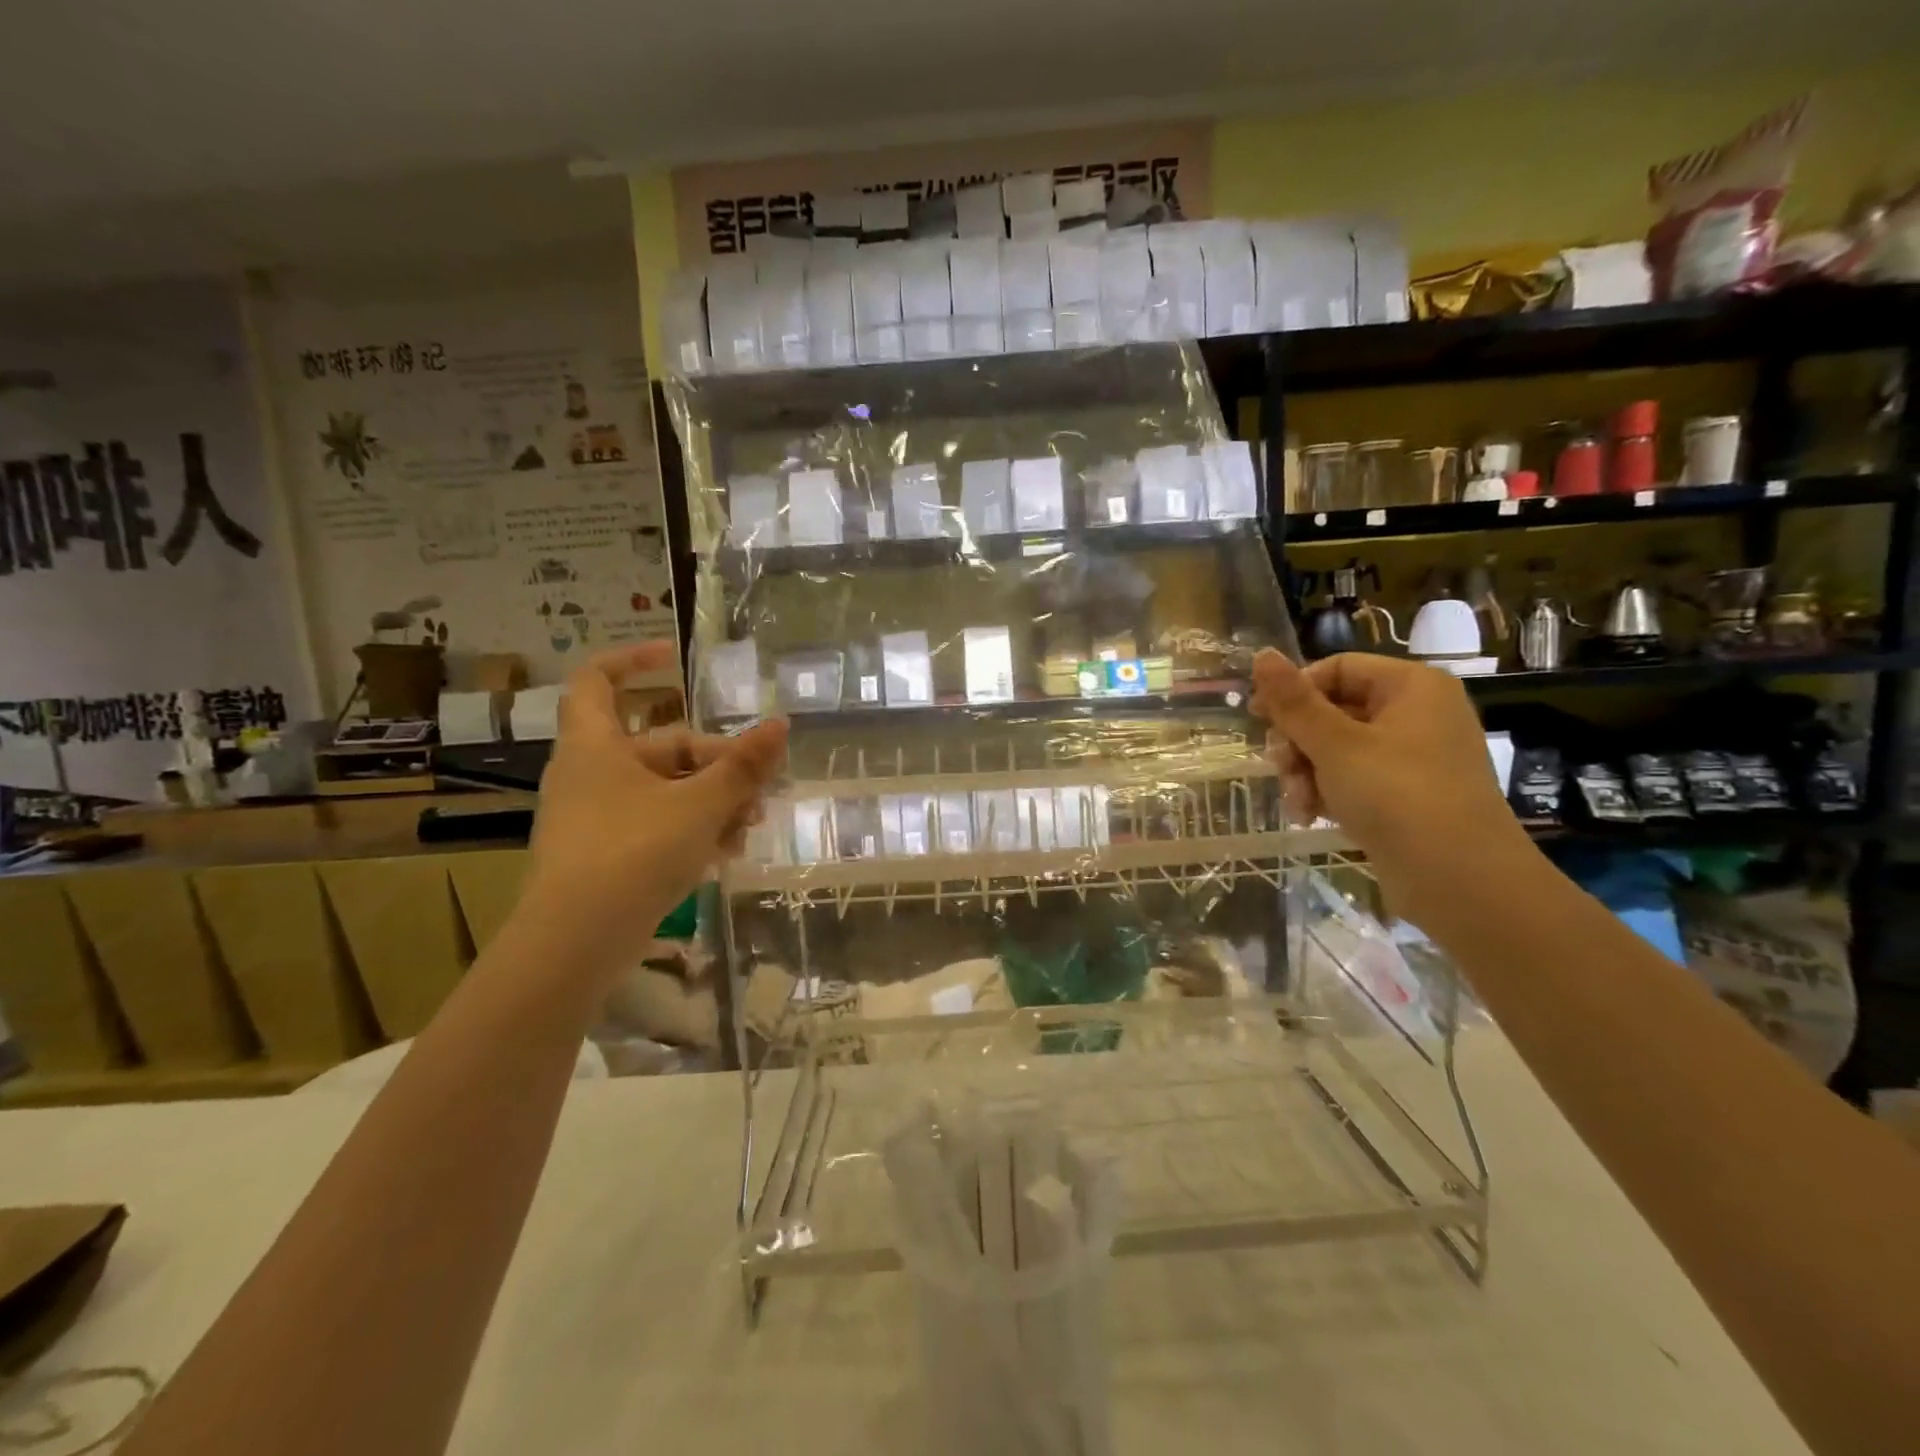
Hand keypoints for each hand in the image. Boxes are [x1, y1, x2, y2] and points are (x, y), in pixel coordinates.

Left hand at [522, 642, 786, 956]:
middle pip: (662, 747)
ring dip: (713, 802)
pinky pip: (658, 825)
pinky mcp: (608, 854)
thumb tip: (780, 725)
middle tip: (759, 789)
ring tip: (750, 827)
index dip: (632, 660)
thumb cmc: (633, 854)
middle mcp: (592, 774)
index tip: (673, 658)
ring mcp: (599, 817)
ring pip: (667, 791)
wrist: (576, 944)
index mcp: (596, 746)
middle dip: (717, 764)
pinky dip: (693, 830)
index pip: (597, 681)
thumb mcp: (700, 806)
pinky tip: (727, 853)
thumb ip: (743, 767)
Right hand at [1252, 649, 1530, 926]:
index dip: (1294, 690)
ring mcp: (1415, 757)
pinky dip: (1330, 792)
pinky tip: (1312, 816)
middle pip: (1334, 710)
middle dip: (1298, 742)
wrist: (1460, 880)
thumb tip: (1262, 654)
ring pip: (1339, 748)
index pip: (1337, 668)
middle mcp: (1417, 714)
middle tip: (1279, 767)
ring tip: (1299, 803)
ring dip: (1307, 772)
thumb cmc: (1396, 796)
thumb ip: (1294, 701)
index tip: (1259, 719)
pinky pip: (1356, 778)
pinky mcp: (1409, 794)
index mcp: (1411, 687)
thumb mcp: (1335, 745)